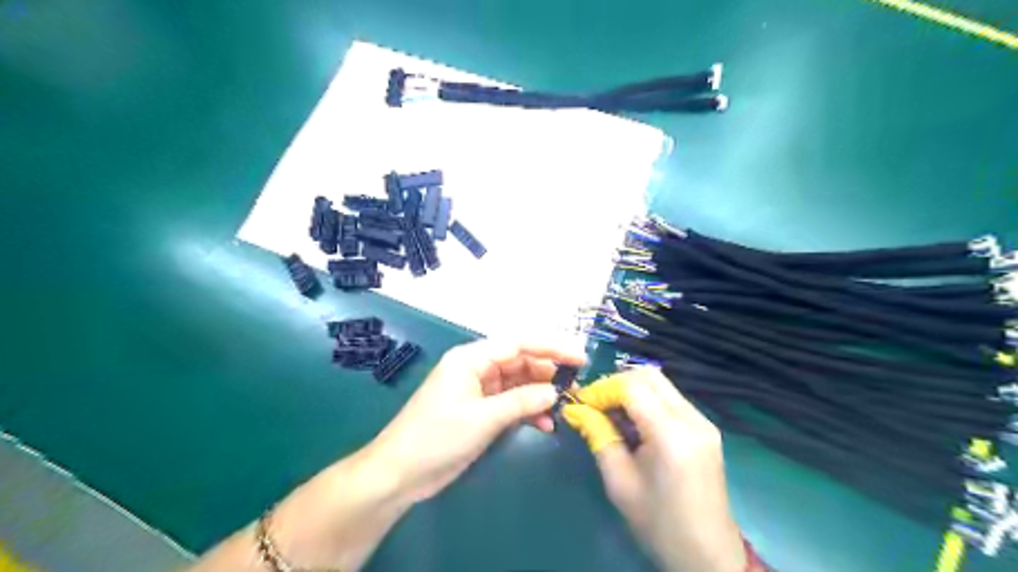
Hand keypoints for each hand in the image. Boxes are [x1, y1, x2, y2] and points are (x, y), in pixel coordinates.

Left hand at [370, 341, 583, 503]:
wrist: (400, 474)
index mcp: (471, 358)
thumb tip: (555, 391)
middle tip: (577, 384)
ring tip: (565, 404)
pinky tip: (545, 424)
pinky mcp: (480, 410)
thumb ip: (521, 402)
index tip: (579, 356)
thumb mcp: (482, 418)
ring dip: (540, 393)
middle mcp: (477, 368)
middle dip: (548, 371)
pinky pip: (511, 403)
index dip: (551, 347)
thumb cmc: (436, 438)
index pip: (518, 343)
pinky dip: (528, 411)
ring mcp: (479, 390)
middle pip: (520, 361)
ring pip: (518, 383)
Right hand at [560, 369, 744, 569]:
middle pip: (650, 376)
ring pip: (662, 384)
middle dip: (617, 383)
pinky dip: (648, 400)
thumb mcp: (619, 481)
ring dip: (632, 390)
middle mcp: (692, 419)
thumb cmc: (658, 523)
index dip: (603, 388)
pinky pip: (672, 399)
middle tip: (596, 404)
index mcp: (671, 435)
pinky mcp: (706, 428)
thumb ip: (598, 436)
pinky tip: (635, 423)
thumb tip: (576, 409)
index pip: (633, 386)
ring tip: (612, 413)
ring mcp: (704, 422)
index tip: (582, 403)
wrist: (707, 555)